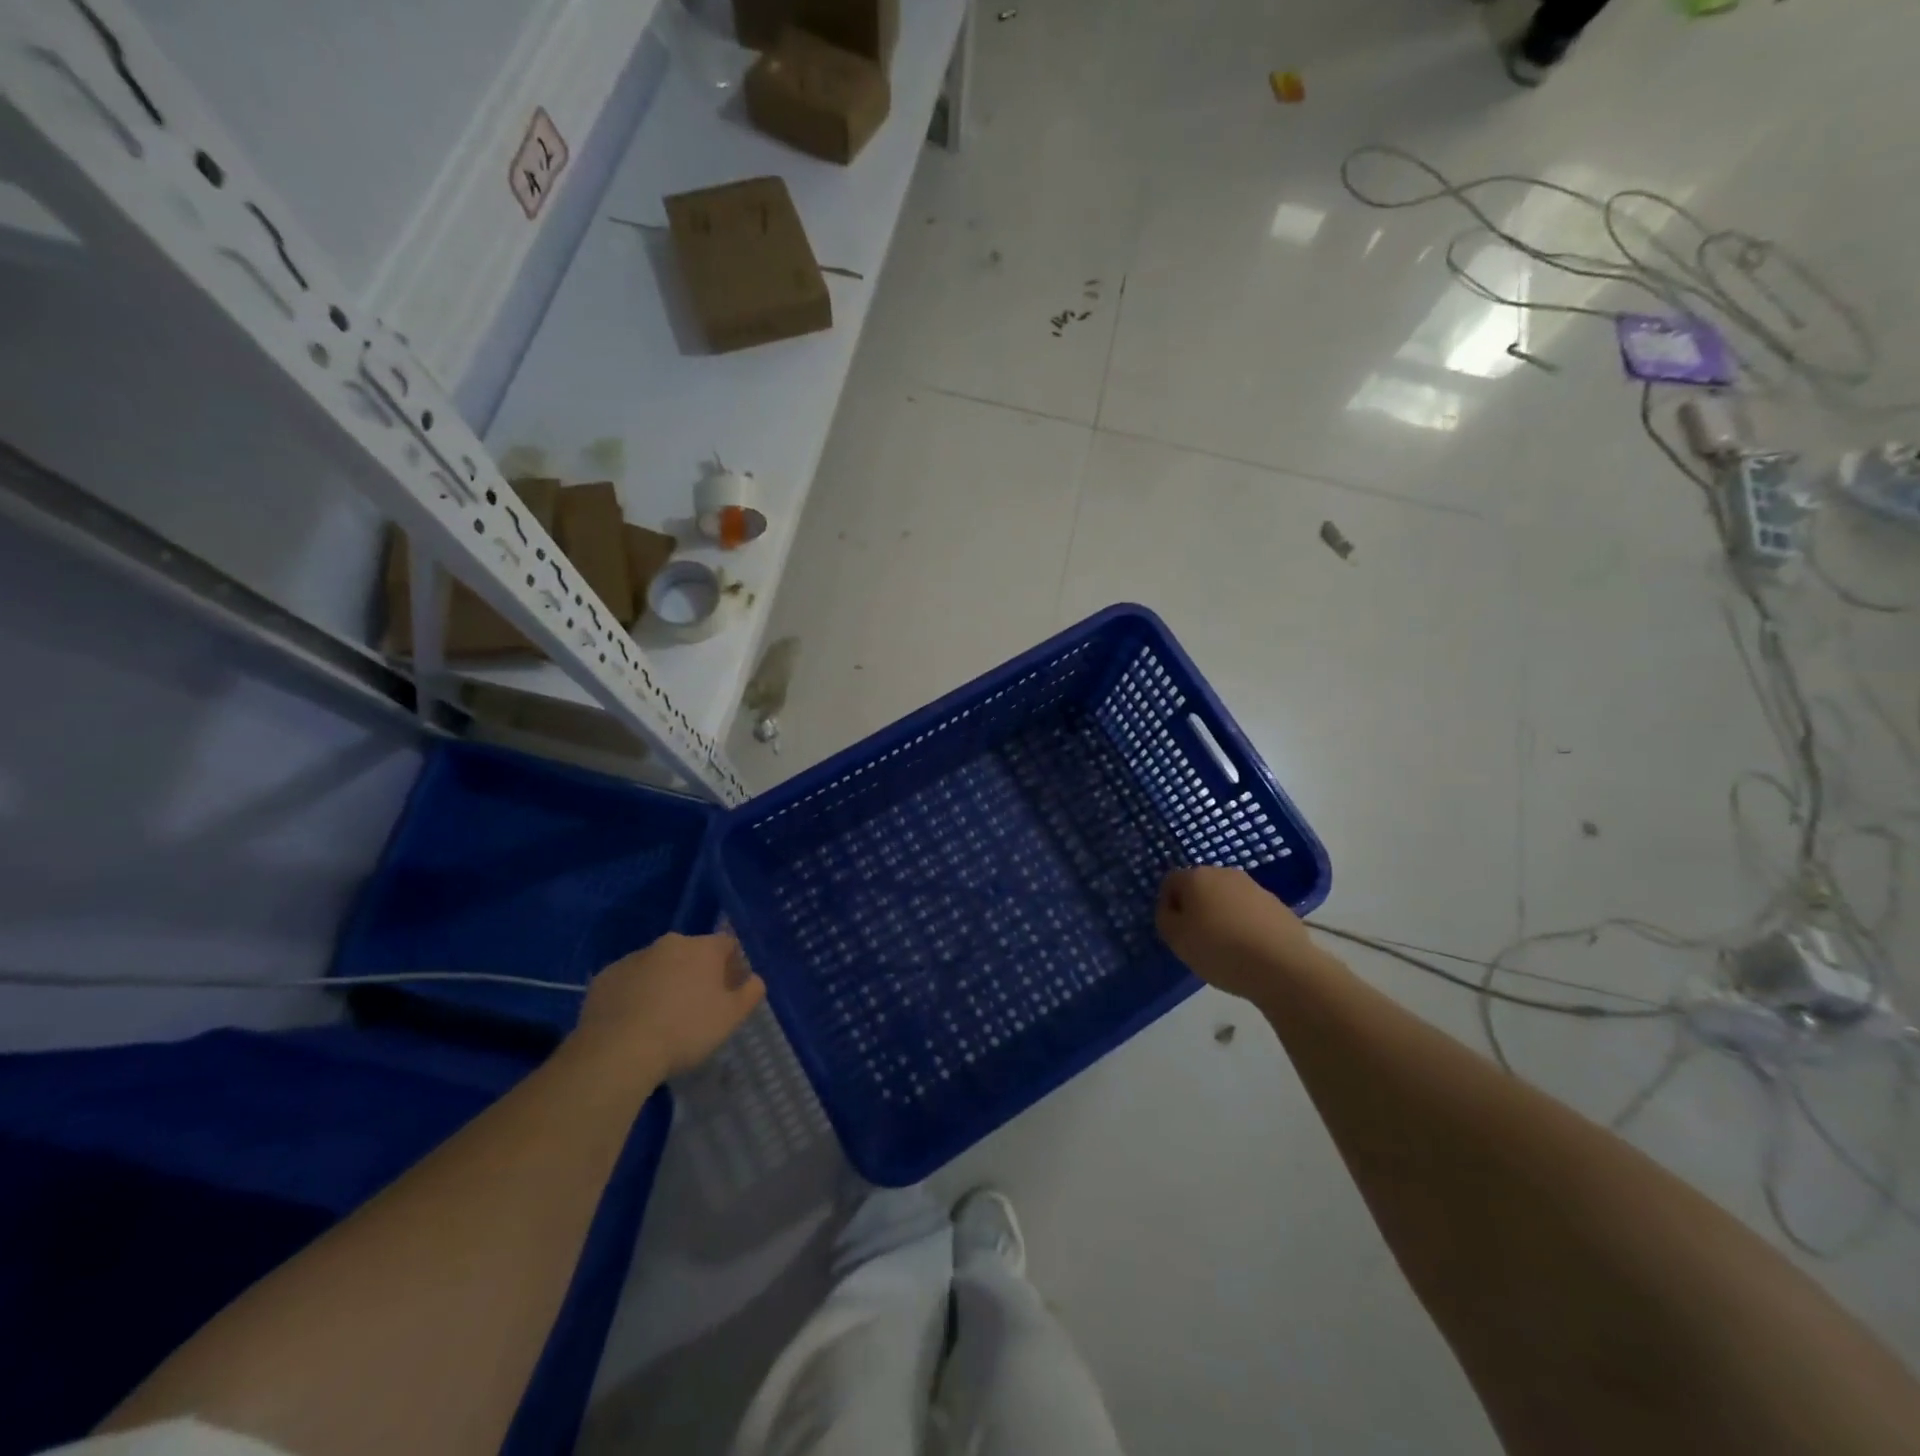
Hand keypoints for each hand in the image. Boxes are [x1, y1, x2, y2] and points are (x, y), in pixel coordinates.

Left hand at [572, 933, 764, 1079]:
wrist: (618, 1050)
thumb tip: (755, 979)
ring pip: (658, 965)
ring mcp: (633, 958)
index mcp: (703, 948)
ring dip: (665, 982)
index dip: (733, 965)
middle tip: (697, 1006)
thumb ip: (750, 993)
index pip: (727, 944)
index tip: (730, 990)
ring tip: (662, 1018)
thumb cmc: (685, 1031)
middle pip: (691, 952)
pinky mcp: (605, 977)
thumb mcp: (730, 1018)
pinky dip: (635, 993)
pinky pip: (629, 981)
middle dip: (697, 972)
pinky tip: (634, 1022)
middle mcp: (669, 944)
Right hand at [1156, 866, 1328, 1000]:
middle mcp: (1224, 873)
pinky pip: (1250, 911)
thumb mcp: (1177, 940)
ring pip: (1227, 898)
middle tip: (1198, 938)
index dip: (1168, 905)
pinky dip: (1245, 924)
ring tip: (1227, 947)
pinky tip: (1250, 950)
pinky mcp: (1277, 904)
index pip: (1171, 882)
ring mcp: (1254, 887)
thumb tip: (1171, 908)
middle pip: (1200, 887)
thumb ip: (1165, 918)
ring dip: (1222, 915)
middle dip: (1196, 907)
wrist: (1282, 966)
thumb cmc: (1220, 950)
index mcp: (1196, 877)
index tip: (1175, 930)